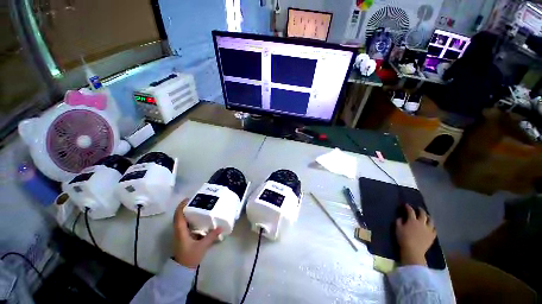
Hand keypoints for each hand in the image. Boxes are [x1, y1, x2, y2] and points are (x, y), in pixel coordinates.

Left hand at [173, 199, 221, 268]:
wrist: (182, 269)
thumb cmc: (190, 257)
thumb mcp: (202, 246)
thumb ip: (211, 236)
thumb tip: (221, 227)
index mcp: (181, 231)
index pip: (178, 216)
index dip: (181, 206)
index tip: (188, 199)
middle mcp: (179, 231)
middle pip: (179, 216)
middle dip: (186, 207)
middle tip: (197, 201)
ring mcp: (180, 234)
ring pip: (182, 220)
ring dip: (188, 212)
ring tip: (199, 207)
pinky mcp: (183, 237)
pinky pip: (185, 224)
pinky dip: (190, 219)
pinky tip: (199, 218)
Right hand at [395, 204, 435, 265]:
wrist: (413, 251)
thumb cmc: (403, 238)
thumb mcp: (397, 228)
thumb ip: (399, 221)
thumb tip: (401, 217)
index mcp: (412, 220)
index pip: (411, 211)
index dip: (408, 207)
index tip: (406, 205)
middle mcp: (422, 223)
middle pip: (423, 214)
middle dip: (420, 210)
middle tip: (418, 209)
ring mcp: (428, 229)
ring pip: (431, 220)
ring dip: (428, 217)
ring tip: (426, 216)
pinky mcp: (432, 236)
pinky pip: (434, 229)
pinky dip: (432, 226)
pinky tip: (430, 226)